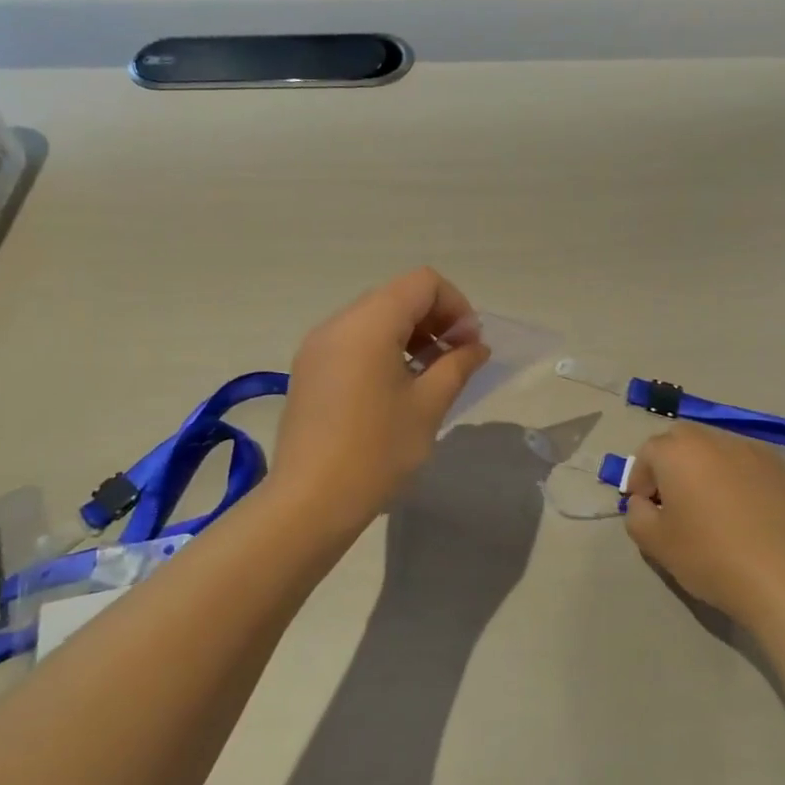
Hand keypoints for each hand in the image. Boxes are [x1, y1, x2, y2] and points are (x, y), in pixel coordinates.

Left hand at [271, 268, 491, 530]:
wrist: (310, 501)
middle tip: (456, 359)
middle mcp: (338, 323)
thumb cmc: (377, 451)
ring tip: (429, 374)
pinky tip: (397, 387)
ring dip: (410, 334)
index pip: (422, 283)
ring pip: (374, 317)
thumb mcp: (428, 406)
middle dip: (434, 318)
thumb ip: (457, 365)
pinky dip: (383, 348)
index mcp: (369, 323)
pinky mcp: (309, 369)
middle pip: (397, 295)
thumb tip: (475, 346)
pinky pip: (353, 340)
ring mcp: (318, 346)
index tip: (468, 345)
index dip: (455, 305)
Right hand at [623, 423, 784, 630]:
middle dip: (671, 464)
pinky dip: (736, 476)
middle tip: (673, 501)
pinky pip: (746, 462)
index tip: (645, 508)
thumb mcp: (654, 543)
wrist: (784, 579)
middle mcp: (714, 439)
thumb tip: (644, 502)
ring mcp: (752, 450)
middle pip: (682, 441)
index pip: (647, 453)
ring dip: (704, 467)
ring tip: (710, 505)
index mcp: (678, 451)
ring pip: (716, 448)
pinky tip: (743, 510)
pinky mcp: (781, 467)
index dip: (639, 479)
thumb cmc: (710, 557)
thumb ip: (635, 514)